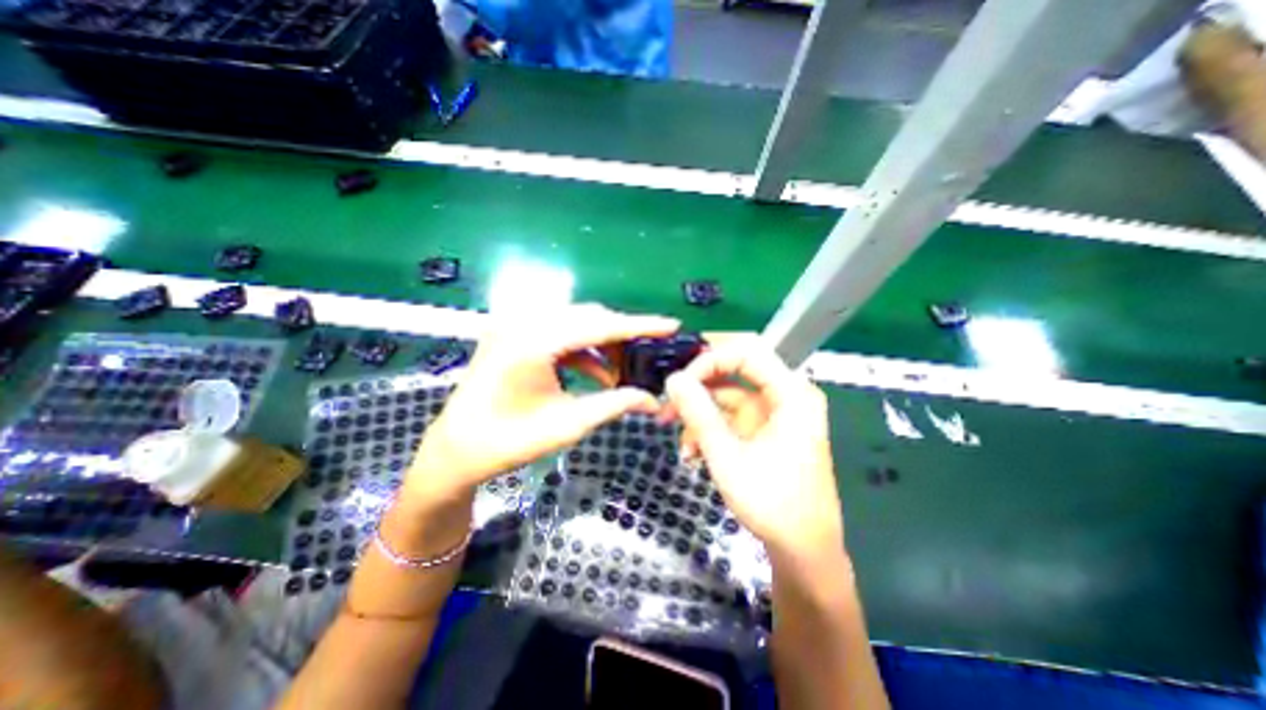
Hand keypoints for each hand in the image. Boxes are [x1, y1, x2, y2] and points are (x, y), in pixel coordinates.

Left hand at [407, 304, 683, 503]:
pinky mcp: (515, 334)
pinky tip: (598, 373)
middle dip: (622, 336)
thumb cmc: (508, 442)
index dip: (639, 325)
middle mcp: (525, 322)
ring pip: (576, 323)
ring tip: (623, 371)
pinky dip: (584, 350)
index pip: (600, 325)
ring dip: (603, 343)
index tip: (671, 324)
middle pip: (589, 317)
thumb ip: (614, 405)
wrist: (456, 450)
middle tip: (649, 355)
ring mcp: (517, 325)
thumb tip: (654, 401)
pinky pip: (560, 333)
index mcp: (535, 341)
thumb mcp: (567, 425)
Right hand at [664, 338, 837, 560]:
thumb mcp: (727, 456)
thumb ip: (699, 414)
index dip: (710, 359)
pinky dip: (709, 428)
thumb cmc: (773, 504)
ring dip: (700, 414)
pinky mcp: (763, 428)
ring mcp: (773, 412)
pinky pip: (730, 415)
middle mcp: (785, 395)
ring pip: (727, 395)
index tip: (680, 382)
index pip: (747, 351)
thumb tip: (673, 378)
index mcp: (791, 394)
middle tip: (670, 403)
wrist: (802, 550)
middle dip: (699, 386)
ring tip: (681, 442)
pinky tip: (693, 451)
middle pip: (735, 370)